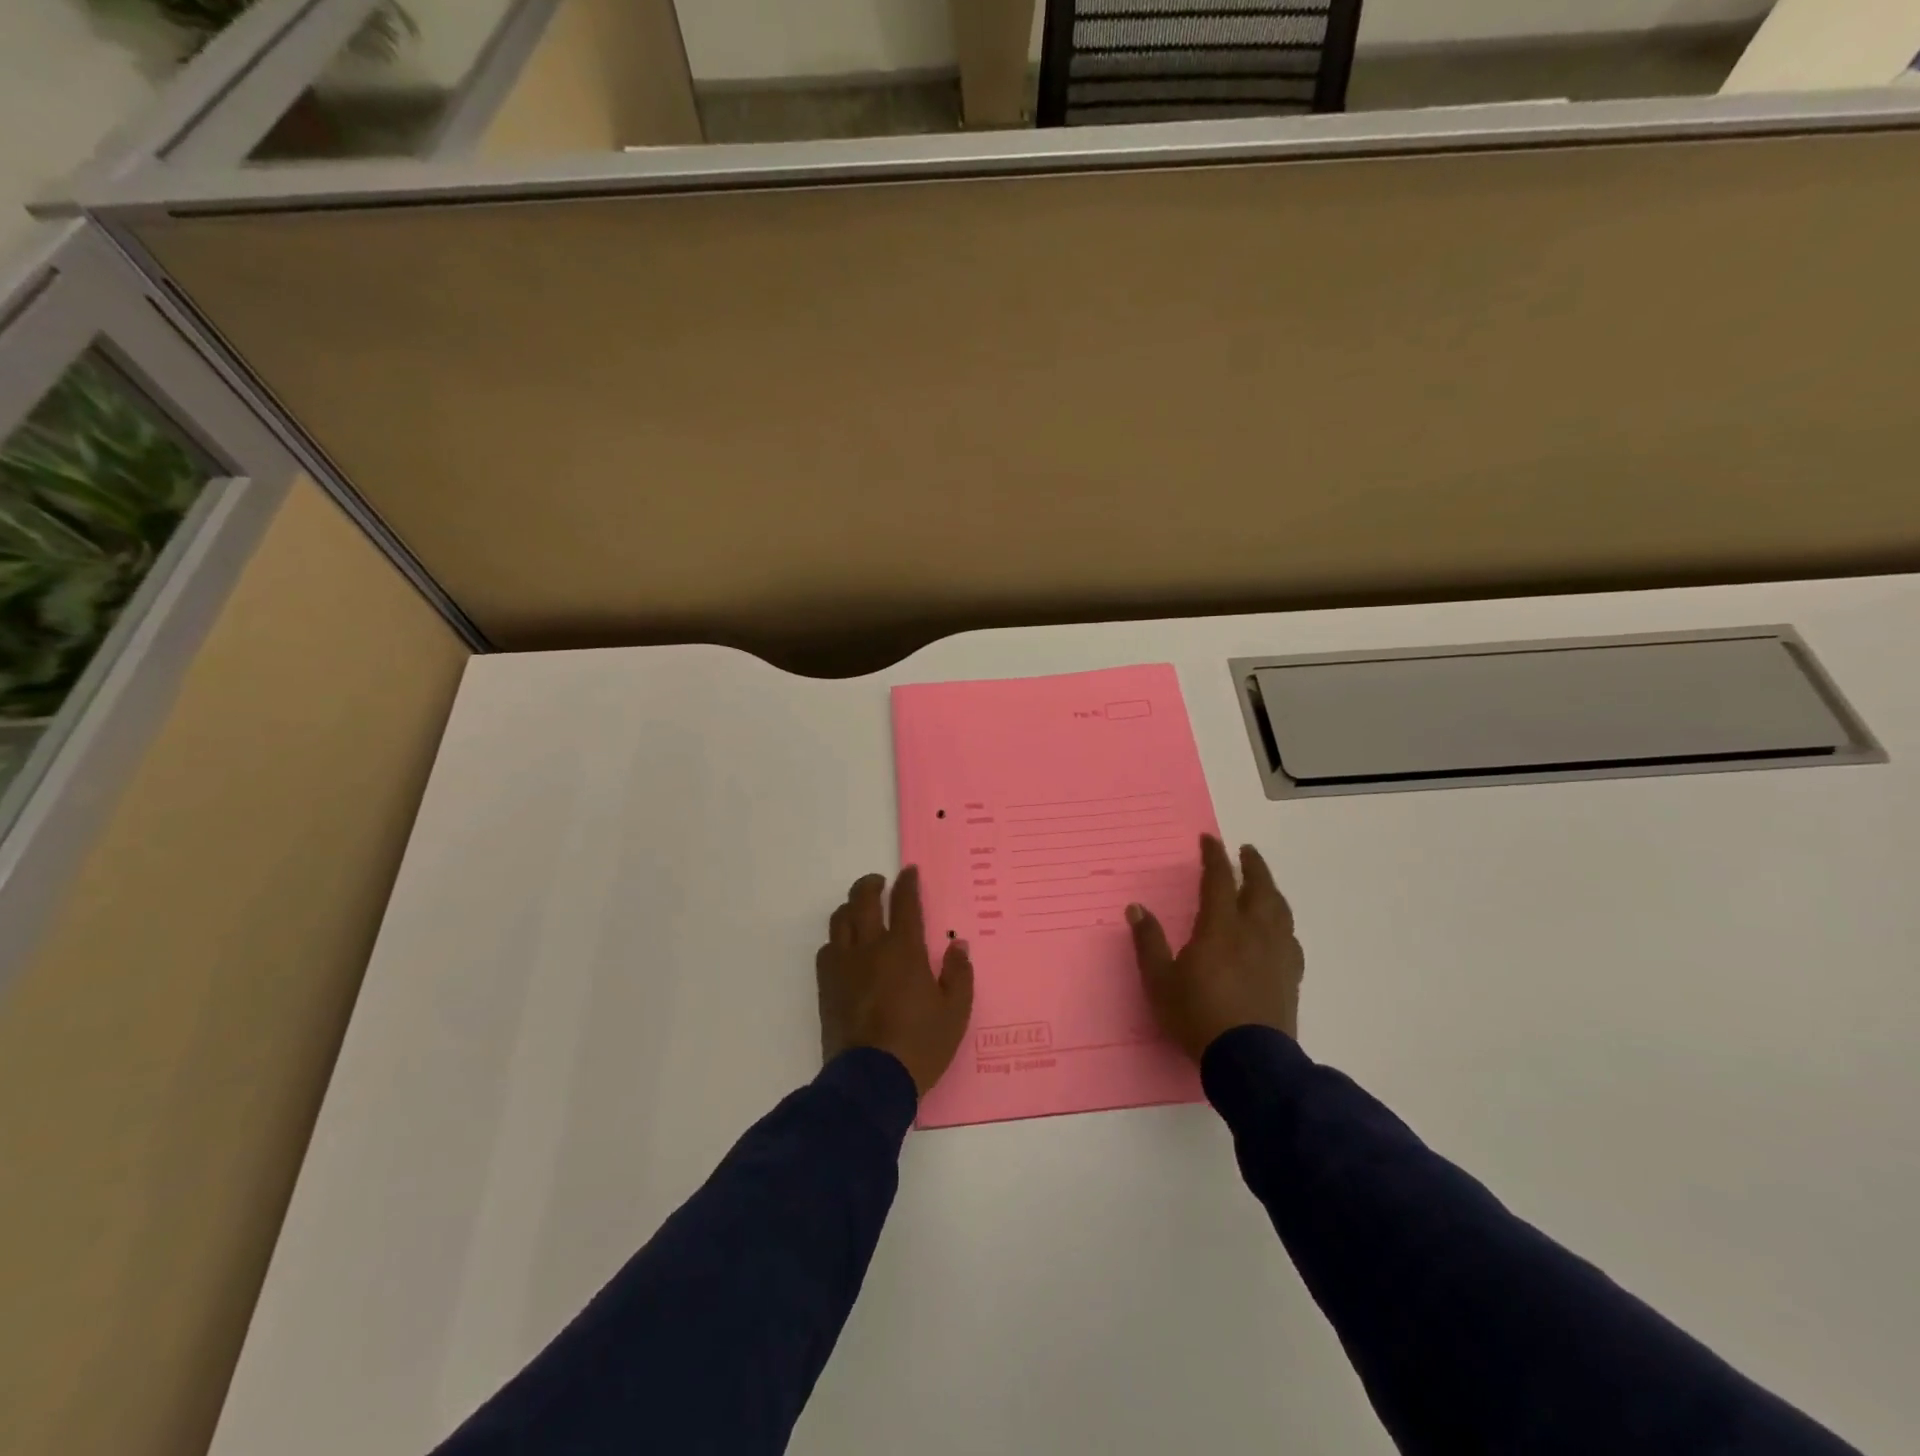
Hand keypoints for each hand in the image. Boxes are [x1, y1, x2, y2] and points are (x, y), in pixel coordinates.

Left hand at [816, 868, 974, 1097]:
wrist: (871, 1081)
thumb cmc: (920, 1045)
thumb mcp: (955, 1012)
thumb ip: (958, 974)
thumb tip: (957, 945)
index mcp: (904, 950)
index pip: (905, 903)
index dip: (907, 883)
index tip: (909, 872)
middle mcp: (870, 948)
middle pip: (863, 900)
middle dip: (871, 885)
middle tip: (880, 883)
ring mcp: (843, 966)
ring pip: (840, 920)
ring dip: (851, 907)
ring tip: (860, 909)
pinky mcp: (826, 986)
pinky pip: (827, 949)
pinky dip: (837, 940)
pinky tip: (845, 948)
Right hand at [1127, 835, 1302, 1061]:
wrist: (1248, 1061)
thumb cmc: (1197, 1016)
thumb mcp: (1160, 981)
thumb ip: (1148, 942)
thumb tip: (1136, 908)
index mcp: (1220, 928)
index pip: (1219, 881)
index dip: (1213, 857)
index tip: (1209, 840)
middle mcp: (1254, 932)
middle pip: (1259, 888)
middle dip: (1252, 866)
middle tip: (1246, 851)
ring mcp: (1277, 954)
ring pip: (1280, 910)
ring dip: (1271, 889)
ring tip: (1264, 883)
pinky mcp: (1291, 977)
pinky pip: (1291, 939)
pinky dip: (1283, 924)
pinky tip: (1280, 931)